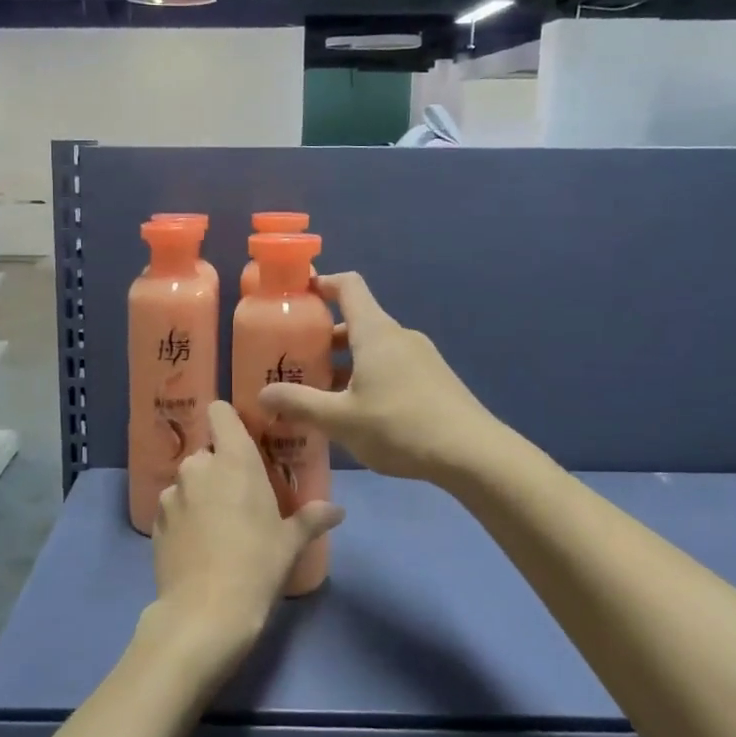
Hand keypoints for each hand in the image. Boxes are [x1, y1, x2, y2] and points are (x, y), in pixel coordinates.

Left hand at [151, 403, 343, 650]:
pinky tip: (198, 545)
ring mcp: (172, 493)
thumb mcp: (290, 543)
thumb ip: (311, 519)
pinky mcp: (155, 521)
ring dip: (200, 493)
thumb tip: (337, 511)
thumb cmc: (257, 565)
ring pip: (188, 481)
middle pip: (207, 451)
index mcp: (234, 459)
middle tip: (240, 496)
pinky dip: (184, 517)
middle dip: (220, 467)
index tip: (242, 438)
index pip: (220, 411)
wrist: (205, 612)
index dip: (228, 420)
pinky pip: (174, 507)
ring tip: (217, 526)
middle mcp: (198, 466)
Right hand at [257, 271, 497, 484]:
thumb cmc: (400, 426)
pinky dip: (367, 375)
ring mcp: (420, 356)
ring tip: (321, 391)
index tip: (296, 295)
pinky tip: (357, 411)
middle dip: (324, 335)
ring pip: (373, 347)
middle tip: (296, 359)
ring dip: (345, 360)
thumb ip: (299, 403)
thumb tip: (263, 393)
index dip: (321, 283)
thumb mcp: (341, 419)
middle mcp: (398, 335)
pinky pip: (391, 364)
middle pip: (356, 320)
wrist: (473, 453)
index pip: (348, 285)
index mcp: (375, 331)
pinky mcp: (433, 379)